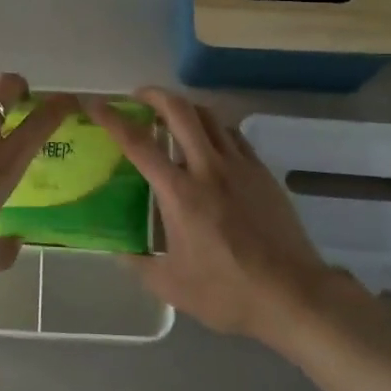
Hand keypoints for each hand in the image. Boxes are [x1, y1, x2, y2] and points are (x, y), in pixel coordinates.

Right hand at [90, 88, 326, 340]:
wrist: (294, 295)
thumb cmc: (228, 292)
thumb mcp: (171, 286)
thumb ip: (138, 264)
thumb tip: (118, 249)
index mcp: (180, 193)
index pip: (138, 143)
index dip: (112, 119)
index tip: (96, 105)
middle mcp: (208, 168)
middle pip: (180, 110)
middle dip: (154, 95)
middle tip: (138, 98)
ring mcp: (239, 166)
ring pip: (209, 116)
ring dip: (185, 109)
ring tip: (172, 117)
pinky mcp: (262, 173)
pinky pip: (233, 136)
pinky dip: (214, 129)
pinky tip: (210, 143)